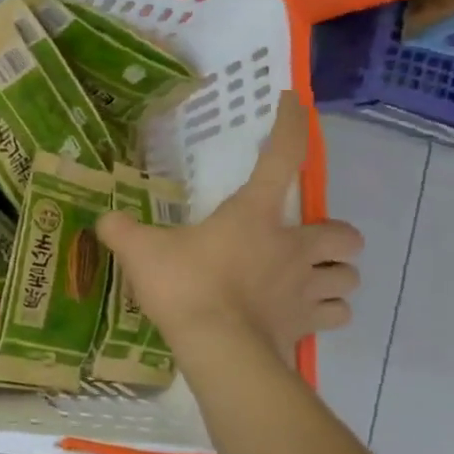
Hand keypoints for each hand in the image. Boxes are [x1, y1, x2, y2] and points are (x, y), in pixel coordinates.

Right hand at [97, 92, 362, 372]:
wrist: (218, 350)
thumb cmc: (185, 286)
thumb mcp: (140, 252)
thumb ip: (120, 230)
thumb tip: (104, 220)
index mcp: (254, 215)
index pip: (282, 157)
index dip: (291, 125)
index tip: (293, 103)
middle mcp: (292, 246)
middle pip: (345, 233)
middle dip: (331, 235)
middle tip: (301, 242)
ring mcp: (306, 288)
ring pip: (348, 276)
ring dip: (333, 275)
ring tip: (307, 279)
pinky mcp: (308, 326)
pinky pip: (335, 315)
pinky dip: (326, 311)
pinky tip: (303, 313)